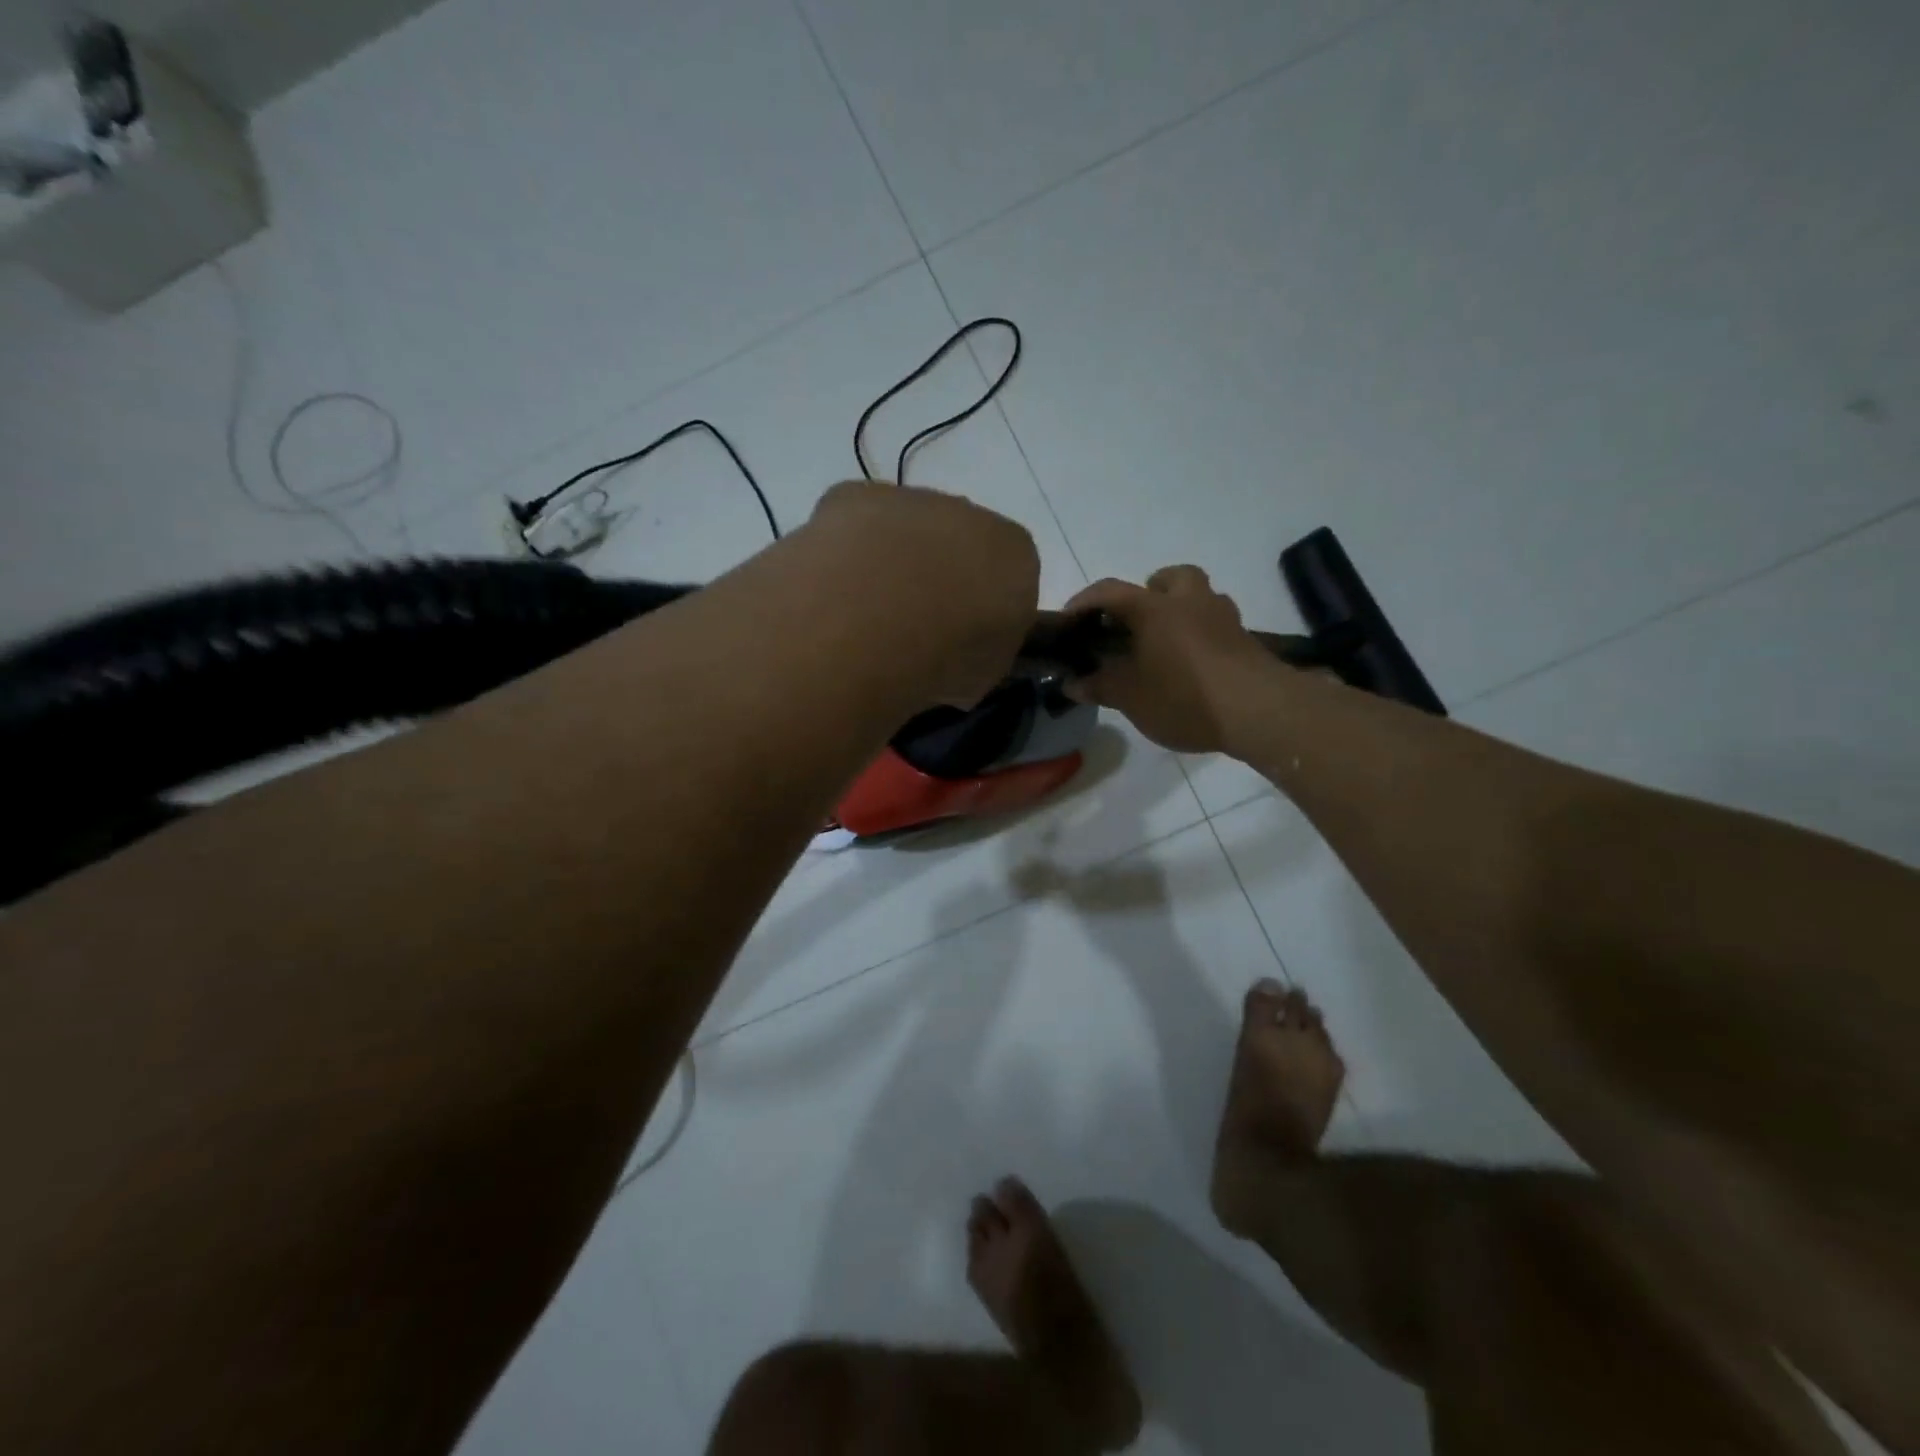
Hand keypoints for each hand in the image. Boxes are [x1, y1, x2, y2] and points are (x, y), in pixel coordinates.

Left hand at [806, 481, 1040, 706]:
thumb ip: (982, 649)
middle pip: (955, 544)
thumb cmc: (943, 658)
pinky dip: (843, 554)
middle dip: (936, 578)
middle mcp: (968, 513)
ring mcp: (908, 500)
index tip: (959, 640)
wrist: (870, 625)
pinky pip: (852, 526)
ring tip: (862, 617)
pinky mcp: (851, 496)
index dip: (981, 609)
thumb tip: (962, 650)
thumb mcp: (983, 674)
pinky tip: (829, 591)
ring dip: (889, 563)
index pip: (1008, 575)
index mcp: (1014, 554)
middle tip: (909, 628)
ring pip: (903, 531)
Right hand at [1063, 566, 1276, 752]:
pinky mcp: (1247, 642)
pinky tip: (1194, 667)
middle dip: (1151, 590)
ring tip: (1166, 646)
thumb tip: (1072, 683)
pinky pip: (1218, 627)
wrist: (1259, 711)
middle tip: (1136, 622)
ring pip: (1200, 598)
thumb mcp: (1131, 698)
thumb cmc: (1184, 697)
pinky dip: (1202, 637)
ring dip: (1182, 611)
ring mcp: (1224, 619)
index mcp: (1155, 608)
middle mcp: (1190, 602)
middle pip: (1171, 577)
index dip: (1085, 601)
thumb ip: (1100, 686)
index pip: (1111, 591)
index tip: (1069, 620)